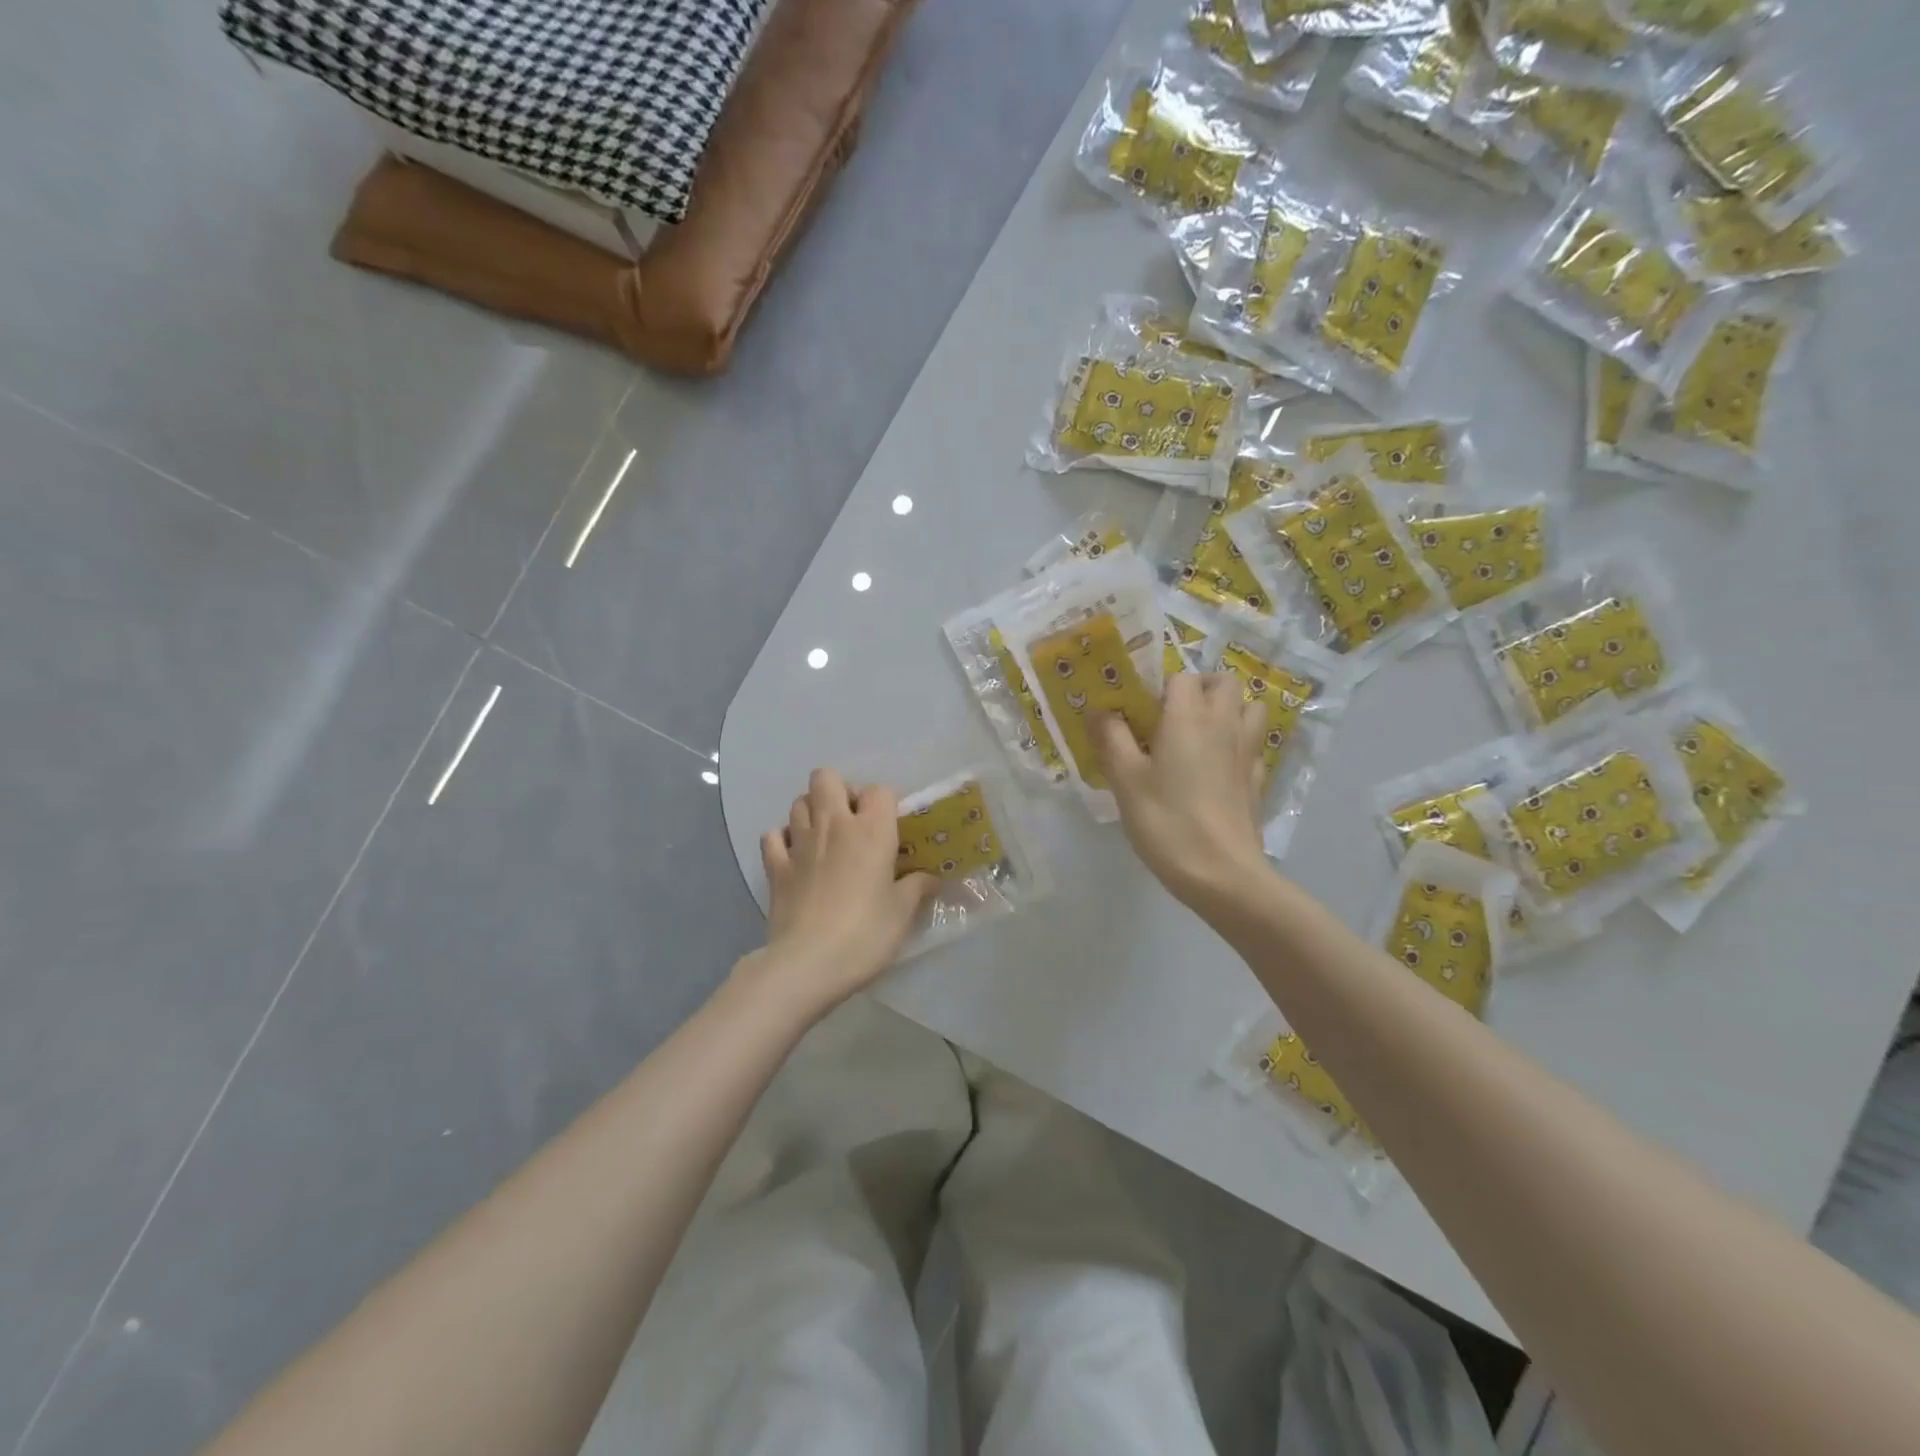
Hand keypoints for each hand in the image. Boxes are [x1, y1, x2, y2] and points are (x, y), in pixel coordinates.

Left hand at [745, 768, 937, 1017]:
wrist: (808, 963)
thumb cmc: (865, 934)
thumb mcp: (902, 912)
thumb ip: (917, 887)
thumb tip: (932, 878)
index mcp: (871, 830)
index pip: (880, 790)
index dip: (886, 804)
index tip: (891, 829)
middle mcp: (833, 824)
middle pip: (827, 777)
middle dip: (840, 791)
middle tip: (853, 821)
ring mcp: (799, 842)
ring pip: (799, 801)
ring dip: (813, 812)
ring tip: (826, 839)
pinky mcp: (775, 866)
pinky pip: (773, 835)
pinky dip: (782, 839)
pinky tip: (795, 856)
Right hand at [1094, 673, 1272, 910]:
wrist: (1222, 873)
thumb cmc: (1166, 820)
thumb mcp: (1125, 780)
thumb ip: (1112, 738)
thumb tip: (1100, 710)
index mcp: (1188, 717)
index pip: (1181, 676)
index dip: (1160, 685)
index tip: (1141, 709)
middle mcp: (1224, 723)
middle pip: (1223, 682)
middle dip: (1200, 686)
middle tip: (1172, 712)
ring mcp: (1247, 751)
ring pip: (1250, 707)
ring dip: (1229, 708)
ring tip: (1201, 731)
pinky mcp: (1258, 779)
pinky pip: (1254, 744)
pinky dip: (1239, 743)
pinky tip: (1220, 765)